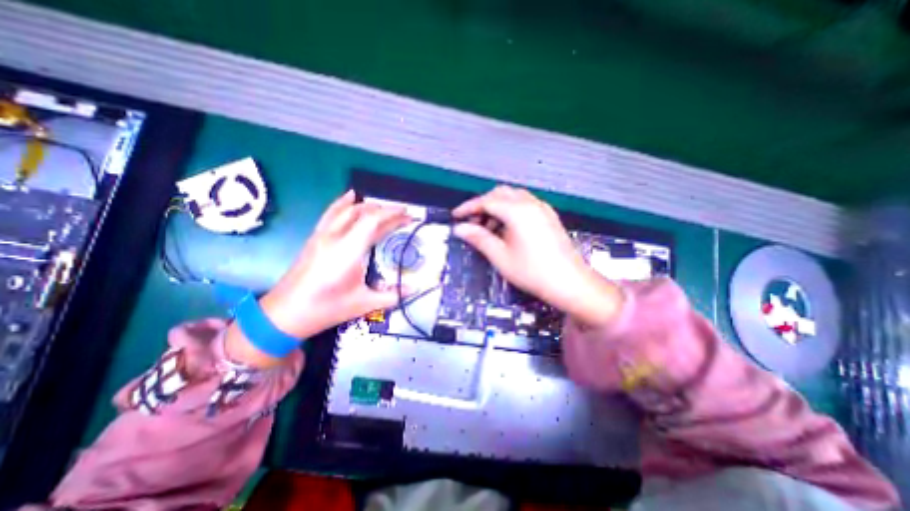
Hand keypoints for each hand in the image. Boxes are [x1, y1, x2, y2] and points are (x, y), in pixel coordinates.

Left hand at [225, 192, 410, 366]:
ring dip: (369, 205)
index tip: (408, 216)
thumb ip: (393, 294)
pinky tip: (351, 196)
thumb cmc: (326, 309)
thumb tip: (415, 289)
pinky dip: (343, 202)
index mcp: (348, 251)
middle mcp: (335, 237)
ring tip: (385, 208)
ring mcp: (322, 235)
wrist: (285, 314)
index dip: (393, 215)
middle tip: (403, 214)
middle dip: (386, 210)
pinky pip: (331, 213)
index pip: (373, 221)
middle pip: (362, 212)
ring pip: (347, 209)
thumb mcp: (364, 304)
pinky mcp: (315, 238)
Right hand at [451, 186, 622, 325]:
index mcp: (517, 211)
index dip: (468, 207)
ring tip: (489, 229)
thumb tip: (460, 229)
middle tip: (472, 223)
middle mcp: (531, 203)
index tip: (456, 216)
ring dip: (497, 208)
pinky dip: (510, 211)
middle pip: (500, 194)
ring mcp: (542, 208)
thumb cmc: (533, 272)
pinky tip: (507, 229)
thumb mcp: (500, 256)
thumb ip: (479, 238)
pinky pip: (524, 205)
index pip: (486, 201)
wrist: (570, 283)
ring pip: (512, 197)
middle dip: (483, 205)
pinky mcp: (548, 216)